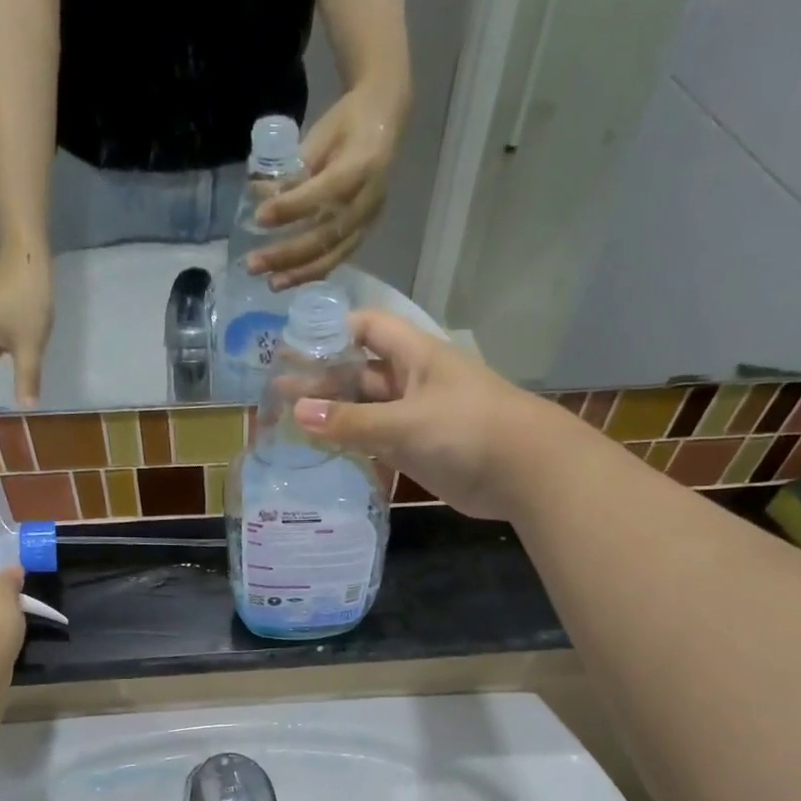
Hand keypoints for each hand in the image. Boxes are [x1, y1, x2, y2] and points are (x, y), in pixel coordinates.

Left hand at [250, 84, 408, 289]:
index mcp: (362, 165)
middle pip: (326, 235)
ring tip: (270, 283)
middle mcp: (368, 200)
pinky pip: (336, 259)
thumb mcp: (320, 135)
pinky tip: (288, 279)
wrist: (384, 121)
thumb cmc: (347, 123)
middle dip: (287, 254)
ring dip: (298, 273)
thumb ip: (295, 168)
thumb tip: (260, 196)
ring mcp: (368, 221)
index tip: (260, 216)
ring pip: (332, 255)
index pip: (324, 193)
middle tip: (253, 264)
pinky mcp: (363, 234)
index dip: (291, 207)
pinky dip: (311, 272)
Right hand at [293, 311, 570, 521]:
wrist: (524, 473)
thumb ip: (351, 421)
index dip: (331, 332)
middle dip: (322, 381)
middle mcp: (411, 381)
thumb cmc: (467, 430)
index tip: (292, 347)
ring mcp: (414, 418)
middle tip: (277, 395)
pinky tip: (323, 453)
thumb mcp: (404, 422)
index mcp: (414, 356)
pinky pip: (377, 442)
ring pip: (366, 411)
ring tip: (289, 425)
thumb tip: (296, 412)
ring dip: (334, 417)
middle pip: (360, 373)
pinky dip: (352, 445)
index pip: (367, 328)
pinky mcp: (418, 451)